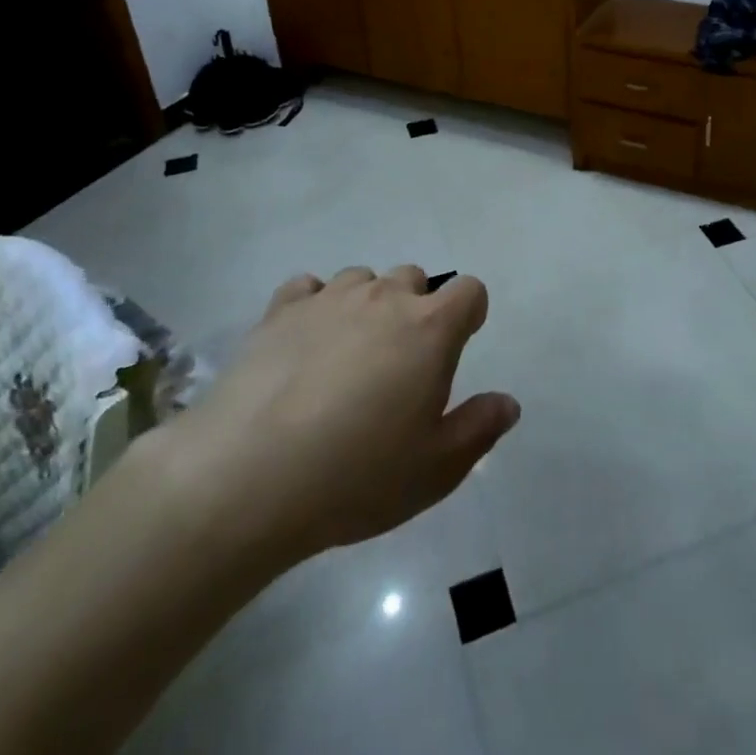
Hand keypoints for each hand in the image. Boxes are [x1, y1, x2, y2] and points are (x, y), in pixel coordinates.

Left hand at [155, 266, 518, 581]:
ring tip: (347, 355)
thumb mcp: (435, 469)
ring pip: (362, 279)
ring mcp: (329, 298)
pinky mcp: (280, 310)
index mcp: (430, 328)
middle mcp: (383, 298)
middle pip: (413, 278)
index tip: (457, 347)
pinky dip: (315, 305)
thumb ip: (479, 429)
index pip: (469, 290)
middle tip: (398, 363)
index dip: (469, 314)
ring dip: (366, 305)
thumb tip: (508, 403)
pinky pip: (308, 288)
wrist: (247, 477)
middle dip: (416, 309)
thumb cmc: (356, 476)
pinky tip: (304, 344)